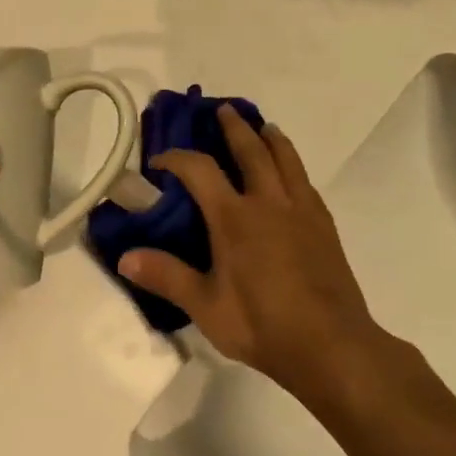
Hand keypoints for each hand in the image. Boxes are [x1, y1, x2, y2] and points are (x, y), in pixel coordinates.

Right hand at [119, 107, 380, 384]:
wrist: (331, 346)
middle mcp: (269, 203)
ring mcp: (302, 211)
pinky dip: (293, 166)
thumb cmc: (262, 326)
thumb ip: (166, 277)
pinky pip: (305, 182)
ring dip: (271, 138)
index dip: (176, 158)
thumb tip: (124, 257)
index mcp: (235, 218)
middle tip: (223, 110)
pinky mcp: (324, 225)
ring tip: (264, 127)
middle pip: (251, 150)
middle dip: (234, 128)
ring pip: (286, 159)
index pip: (200, 170)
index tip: (159, 161)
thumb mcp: (206, 307)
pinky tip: (292, 175)